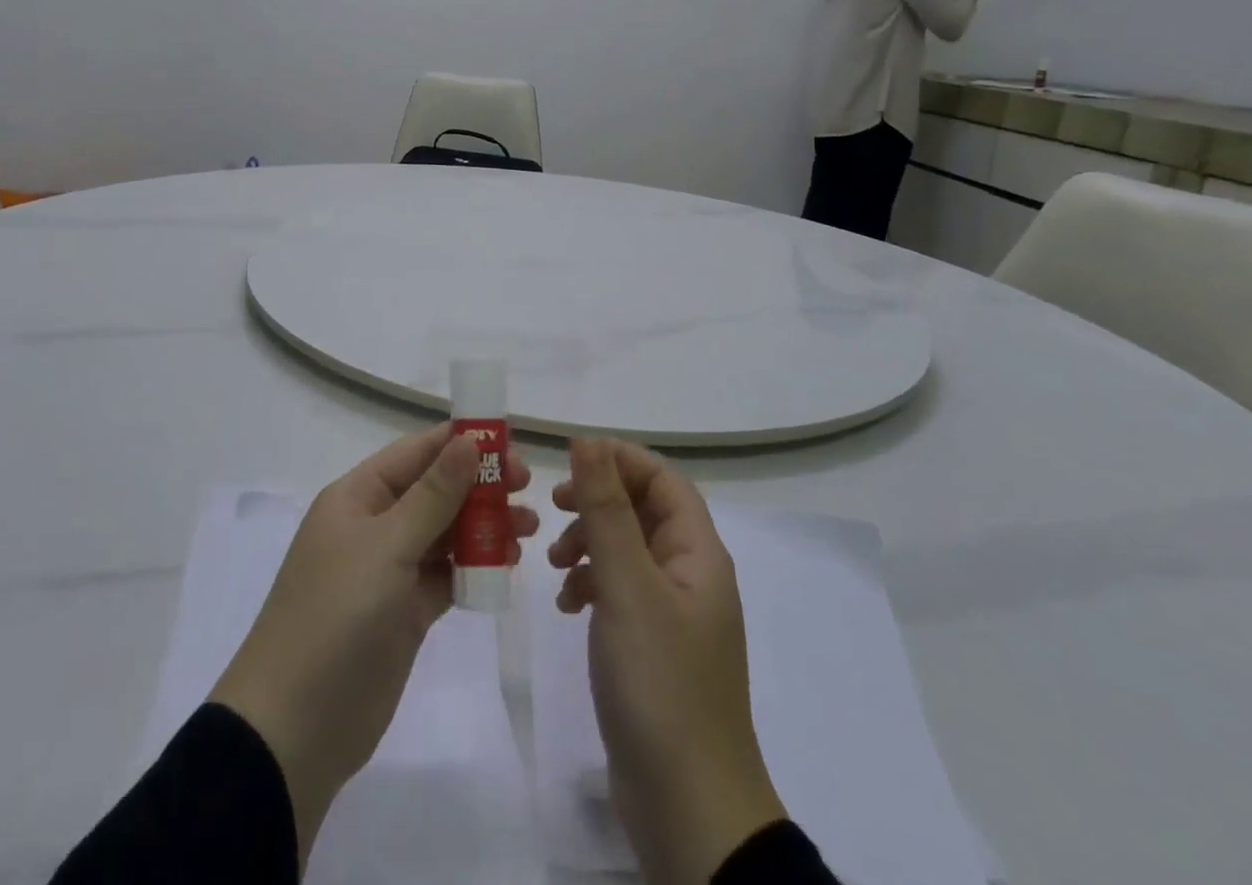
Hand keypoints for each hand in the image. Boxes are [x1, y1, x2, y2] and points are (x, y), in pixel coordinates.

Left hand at [209, 425, 537, 859]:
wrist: (296, 727)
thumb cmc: (336, 615)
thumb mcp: (386, 546)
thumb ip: (433, 495)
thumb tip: (468, 441)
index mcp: (358, 496)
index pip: (416, 453)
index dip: (461, 443)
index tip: (510, 443)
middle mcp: (375, 525)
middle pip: (435, 490)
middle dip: (480, 485)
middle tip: (527, 487)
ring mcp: (390, 570)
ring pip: (445, 532)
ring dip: (485, 525)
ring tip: (527, 528)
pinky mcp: (406, 611)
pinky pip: (447, 575)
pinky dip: (476, 566)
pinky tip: (507, 564)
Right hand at [549, 438, 784, 884]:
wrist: (688, 809)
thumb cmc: (660, 683)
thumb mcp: (627, 586)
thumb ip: (606, 510)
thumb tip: (588, 441)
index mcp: (698, 553)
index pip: (662, 478)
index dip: (618, 460)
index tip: (567, 463)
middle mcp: (690, 574)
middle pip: (643, 510)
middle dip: (597, 501)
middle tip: (553, 506)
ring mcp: (672, 614)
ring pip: (627, 549)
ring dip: (589, 542)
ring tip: (555, 564)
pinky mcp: (652, 647)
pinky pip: (620, 591)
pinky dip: (591, 584)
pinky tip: (567, 604)